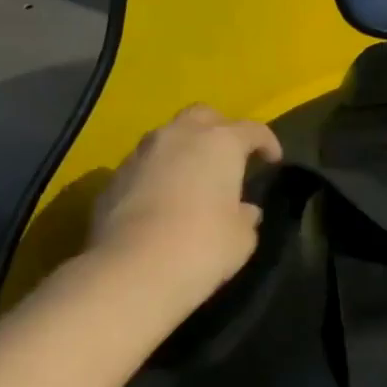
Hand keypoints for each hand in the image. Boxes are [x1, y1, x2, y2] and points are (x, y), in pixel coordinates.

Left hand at [87, 104, 281, 312]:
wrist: (131, 271)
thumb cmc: (203, 247)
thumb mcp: (242, 237)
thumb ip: (245, 216)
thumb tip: (244, 210)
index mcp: (220, 143)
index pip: (252, 130)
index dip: (267, 142)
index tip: (274, 159)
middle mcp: (178, 136)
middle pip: (203, 116)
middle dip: (219, 129)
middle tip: (229, 156)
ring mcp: (140, 154)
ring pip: (168, 138)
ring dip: (184, 151)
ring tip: (193, 178)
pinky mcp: (112, 179)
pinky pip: (144, 166)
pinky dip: (158, 175)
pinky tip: (163, 201)